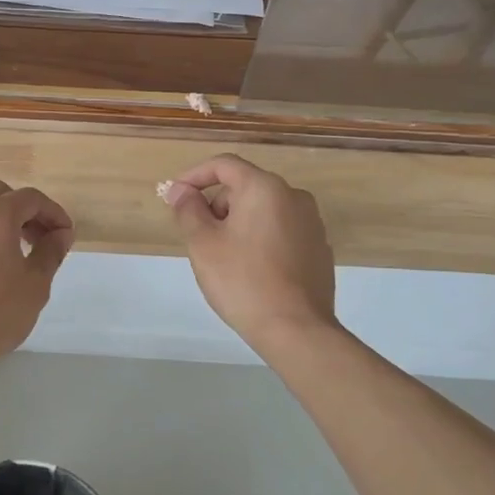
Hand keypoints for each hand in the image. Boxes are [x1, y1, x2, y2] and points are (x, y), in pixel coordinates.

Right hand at [162, 154, 338, 357]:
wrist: (296, 330)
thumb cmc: (242, 280)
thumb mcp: (203, 243)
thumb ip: (188, 209)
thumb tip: (180, 190)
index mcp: (265, 188)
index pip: (224, 165)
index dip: (194, 176)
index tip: (175, 197)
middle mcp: (294, 196)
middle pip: (245, 187)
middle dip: (217, 204)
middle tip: (198, 236)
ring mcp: (312, 223)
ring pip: (263, 210)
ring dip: (238, 222)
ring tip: (223, 256)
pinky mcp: (319, 248)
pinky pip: (281, 230)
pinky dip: (260, 238)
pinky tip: (251, 269)